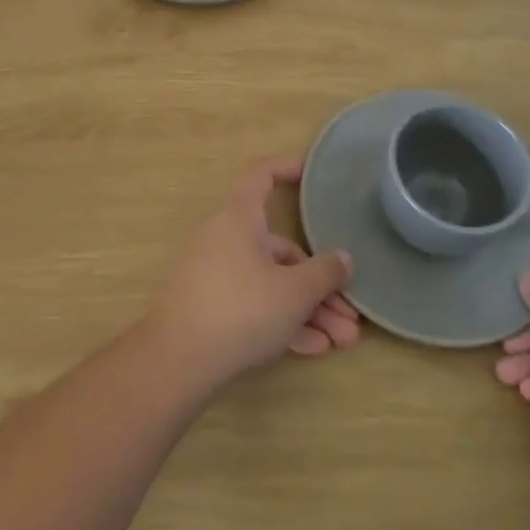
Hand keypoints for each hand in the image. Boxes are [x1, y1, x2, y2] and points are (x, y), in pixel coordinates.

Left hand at [146, 158, 359, 387]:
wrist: (178, 360)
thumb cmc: (241, 308)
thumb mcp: (294, 292)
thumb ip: (325, 272)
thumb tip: (343, 258)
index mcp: (239, 217)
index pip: (259, 175)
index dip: (284, 169)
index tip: (309, 176)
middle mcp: (226, 238)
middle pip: (280, 248)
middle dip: (319, 281)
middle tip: (351, 312)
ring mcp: (216, 273)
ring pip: (272, 282)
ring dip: (309, 309)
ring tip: (343, 341)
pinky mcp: (211, 306)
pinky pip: (255, 304)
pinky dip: (284, 321)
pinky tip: (314, 349)